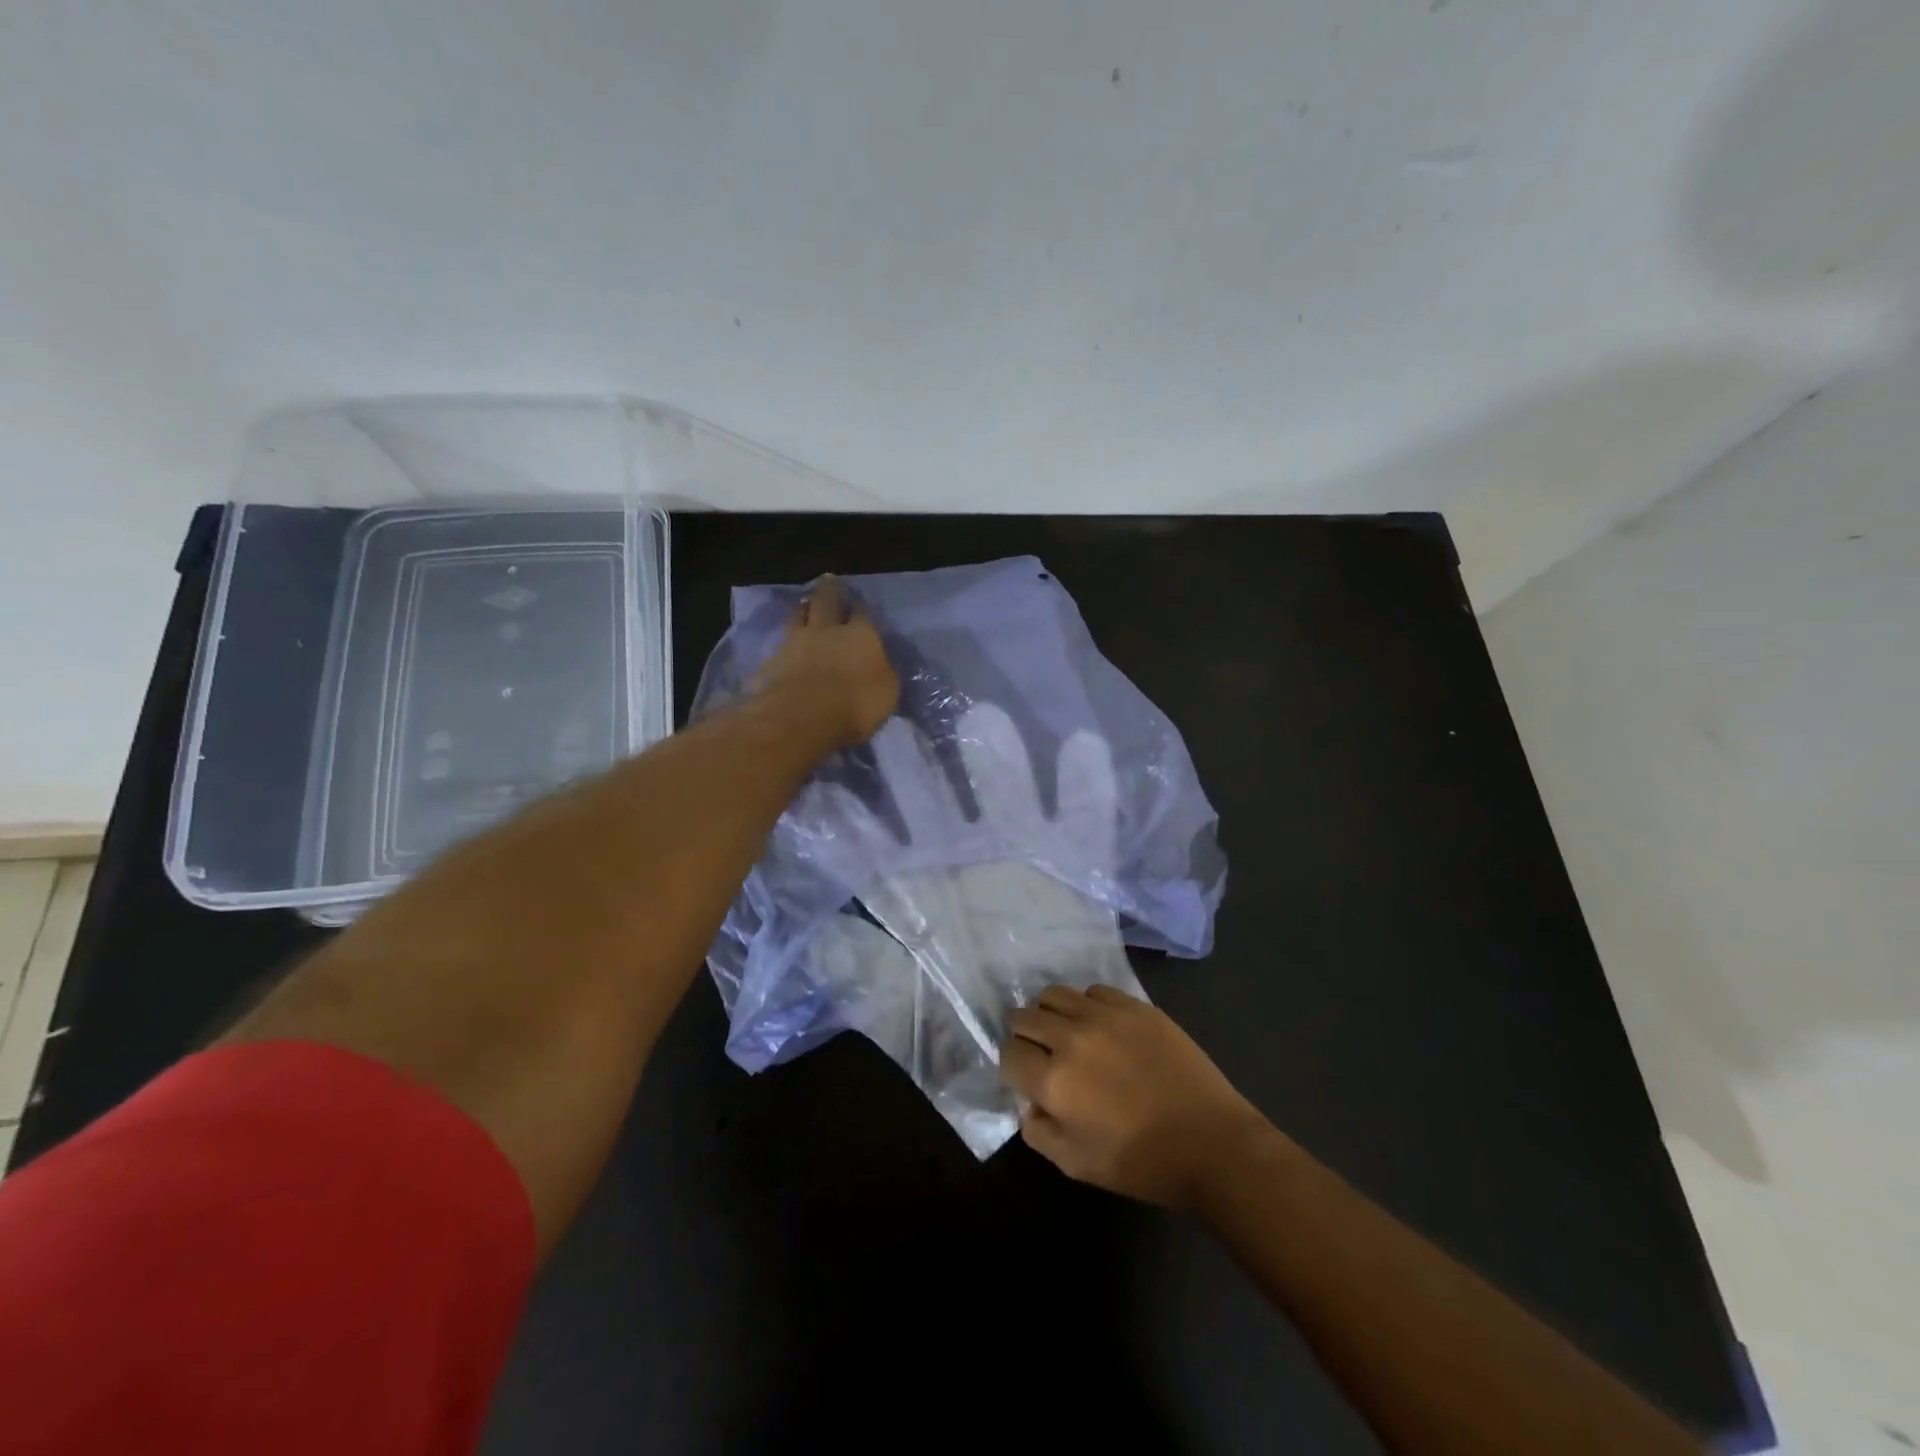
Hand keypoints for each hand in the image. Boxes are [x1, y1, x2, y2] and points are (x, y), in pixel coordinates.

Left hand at [753, 575, 898, 747]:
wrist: (802, 716)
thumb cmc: (856, 704)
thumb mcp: (887, 692)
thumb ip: (882, 672)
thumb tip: (880, 663)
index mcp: (861, 634)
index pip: (862, 612)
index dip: (860, 606)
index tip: (858, 602)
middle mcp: (828, 629)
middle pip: (827, 601)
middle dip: (830, 591)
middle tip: (829, 581)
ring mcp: (795, 641)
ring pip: (799, 615)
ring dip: (804, 608)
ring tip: (806, 603)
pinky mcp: (772, 660)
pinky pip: (781, 641)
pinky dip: (786, 638)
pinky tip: (786, 641)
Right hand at [1003, 984, 1273, 1210]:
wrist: (1211, 1143)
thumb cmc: (1141, 1162)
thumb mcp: (1075, 1165)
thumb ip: (1038, 1131)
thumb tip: (1028, 1103)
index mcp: (1053, 1080)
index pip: (1009, 1053)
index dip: (1014, 1067)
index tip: (1028, 1079)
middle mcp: (1071, 1038)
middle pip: (1025, 1017)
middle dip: (1027, 1037)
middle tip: (1044, 1055)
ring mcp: (1104, 1016)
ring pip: (1054, 994)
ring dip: (1052, 1014)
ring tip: (1069, 1034)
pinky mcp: (1134, 1005)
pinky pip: (1093, 991)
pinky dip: (1087, 1006)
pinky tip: (1102, 1028)